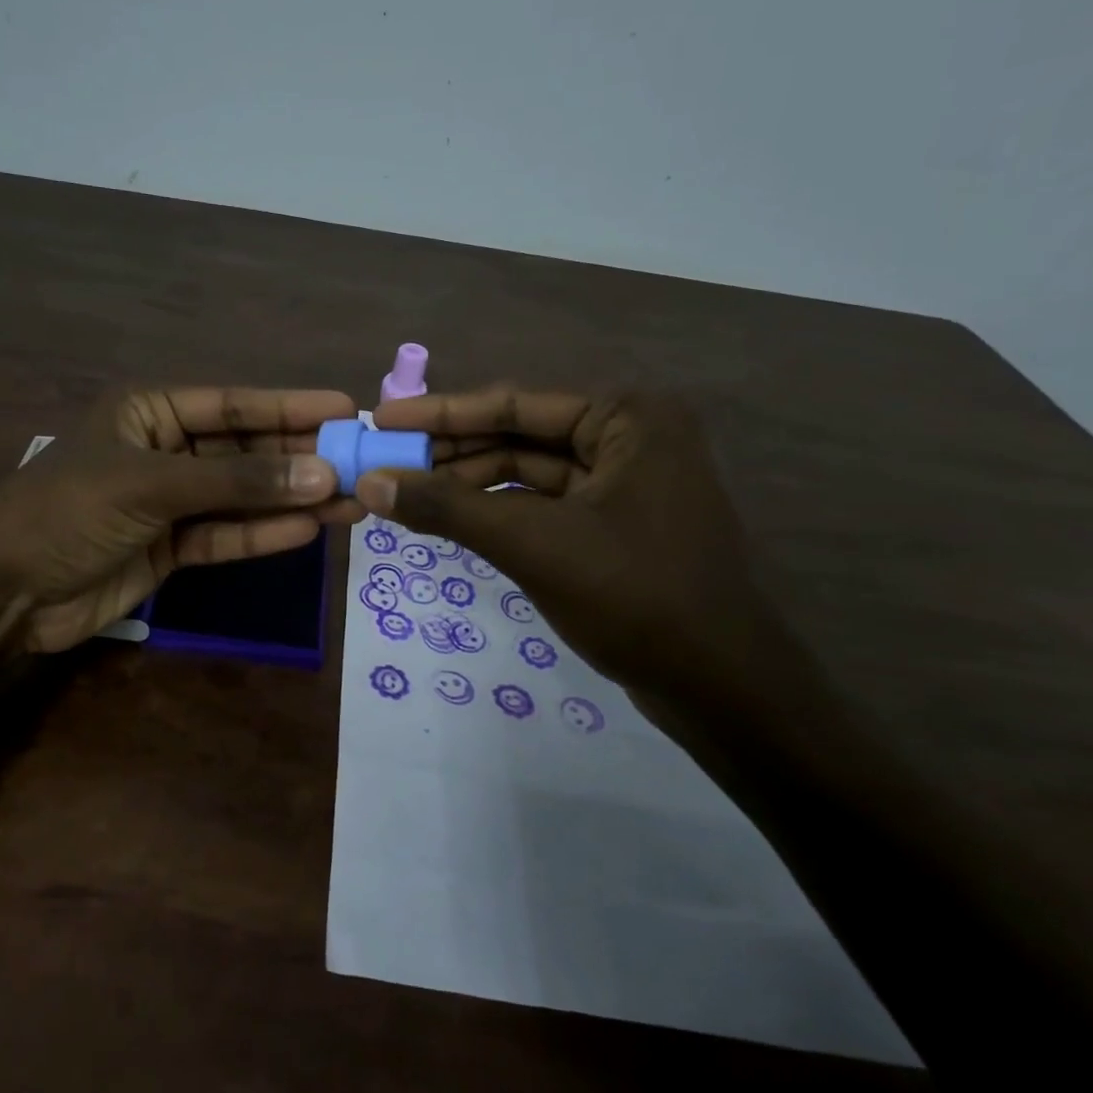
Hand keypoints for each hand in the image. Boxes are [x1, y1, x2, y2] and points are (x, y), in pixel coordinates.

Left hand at [0, 386, 361, 651]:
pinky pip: (225, 534)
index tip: (346, 410)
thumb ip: (236, 482)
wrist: (4, 592)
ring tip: (352, 501)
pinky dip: (263, 534)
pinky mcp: (171, 548)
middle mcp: (165, 450)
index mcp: (150, 412)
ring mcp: (169, 502)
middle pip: (245, 451)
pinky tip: (308, 529)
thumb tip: (321, 473)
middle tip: (361, 464)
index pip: (233, 405)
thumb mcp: (151, 485)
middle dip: (299, 458)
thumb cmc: (68, 512)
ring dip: (292, 499)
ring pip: (242, 496)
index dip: (290, 407)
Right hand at [363, 386, 774, 699]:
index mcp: (627, 417)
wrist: (723, 689)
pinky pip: (542, 504)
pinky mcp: (615, 523)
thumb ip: (448, 509)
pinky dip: (496, 511)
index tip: (381, 419)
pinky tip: (450, 520)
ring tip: (404, 495)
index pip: (513, 402)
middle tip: (384, 462)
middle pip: (518, 434)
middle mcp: (629, 436)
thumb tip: (370, 484)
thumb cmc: (635, 597)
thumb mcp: (532, 544)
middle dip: (450, 452)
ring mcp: (625, 482)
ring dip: (468, 484)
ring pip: (527, 472)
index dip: (439, 413)